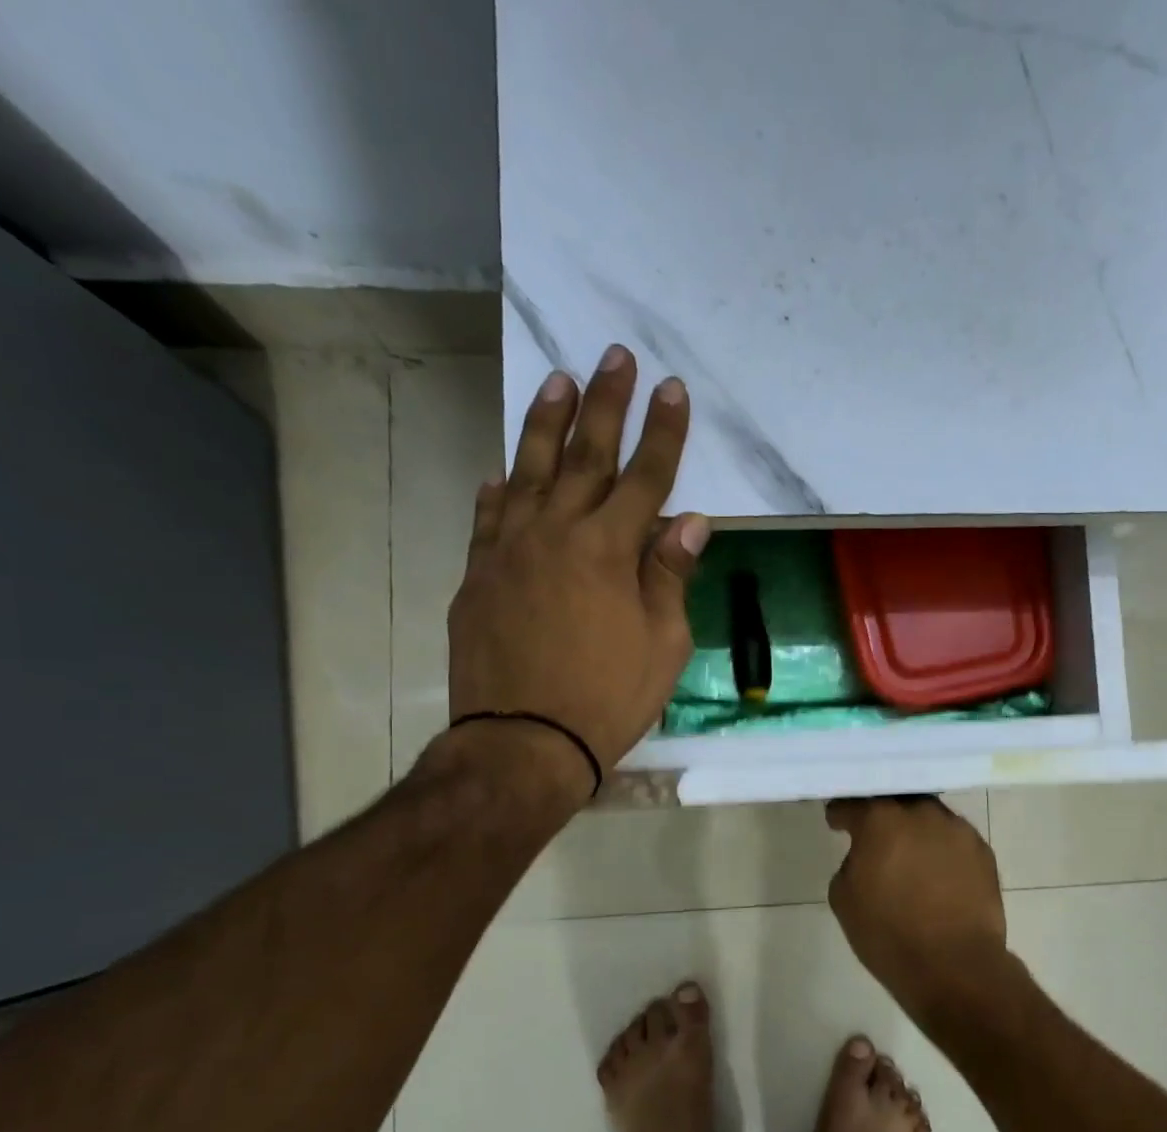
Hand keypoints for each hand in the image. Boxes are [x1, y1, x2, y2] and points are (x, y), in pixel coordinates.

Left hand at [449, 345, 708, 796]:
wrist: (523, 741)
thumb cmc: (607, 698)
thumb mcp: (663, 645)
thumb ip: (671, 577)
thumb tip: (688, 523)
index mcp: (609, 550)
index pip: (645, 477)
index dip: (663, 432)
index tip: (672, 388)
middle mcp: (556, 533)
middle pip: (585, 455)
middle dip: (604, 403)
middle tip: (613, 356)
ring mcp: (509, 550)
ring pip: (527, 471)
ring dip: (544, 423)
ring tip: (555, 380)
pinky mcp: (478, 574)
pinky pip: (488, 517)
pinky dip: (499, 489)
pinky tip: (502, 472)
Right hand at [826, 797, 1013, 1028]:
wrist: (954, 966)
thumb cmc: (888, 935)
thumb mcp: (844, 899)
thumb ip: (851, 862)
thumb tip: (867, 856)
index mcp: (881, 820)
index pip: (853, 803)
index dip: (841, 813)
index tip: (837, 822)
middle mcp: (922, 813)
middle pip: (897, 802)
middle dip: (883, 815)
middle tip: (875, 836)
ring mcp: (958, 830)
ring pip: (929, 818)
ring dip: (916, 830)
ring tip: (910, 856)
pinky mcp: (983, 851)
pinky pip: (954, 840)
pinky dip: (942, 850)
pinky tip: (938, 873)